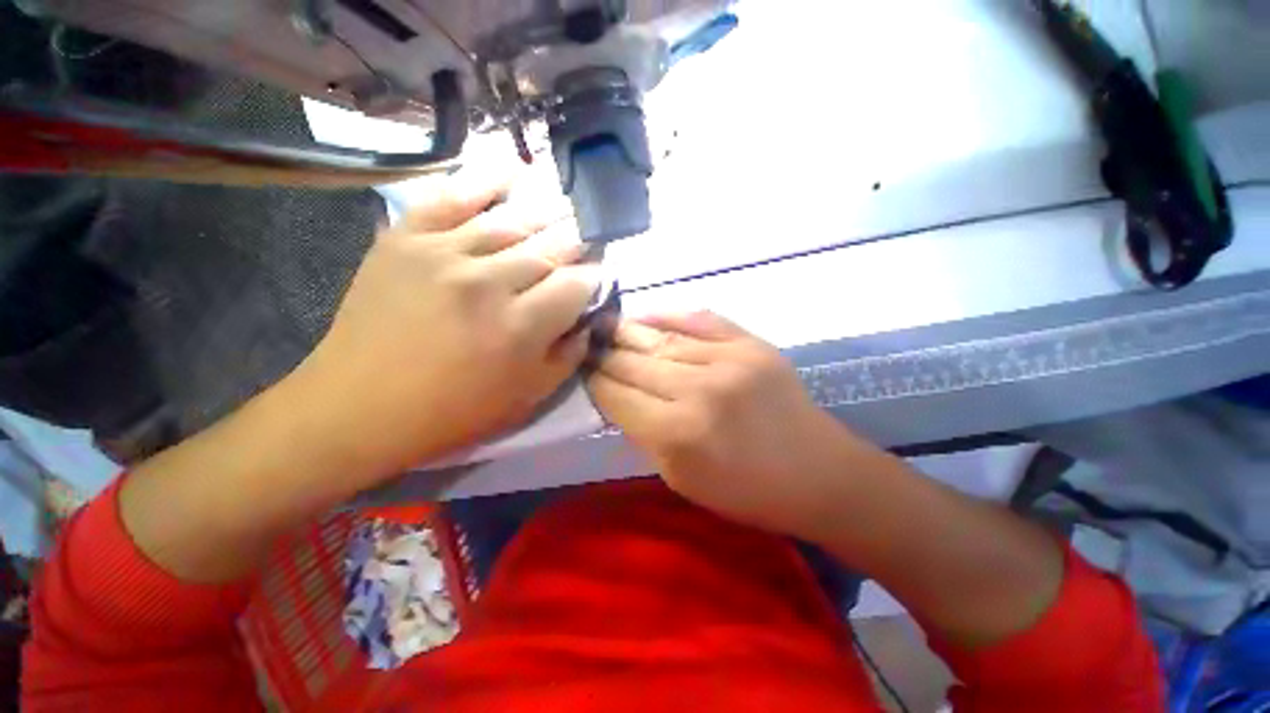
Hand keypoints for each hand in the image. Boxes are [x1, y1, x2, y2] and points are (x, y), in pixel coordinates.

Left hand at [292, 172, 598, 483]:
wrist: (360, 406)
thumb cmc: (455, 411)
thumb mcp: (529, 398)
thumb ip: (570, 355)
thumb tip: (588, 319)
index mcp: (520, 327)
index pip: (576, 285)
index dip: (593, 279)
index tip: (596, 278)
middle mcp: (487, 282)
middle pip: (550, 249)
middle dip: (575, 247)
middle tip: (583, 247)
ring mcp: (443, 253)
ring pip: (512, 223)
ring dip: (545, 220)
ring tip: (560, 217)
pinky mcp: (406, 239)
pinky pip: (452, 197)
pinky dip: (485, 182)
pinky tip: (512, 173)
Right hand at [588, 311, 880, 539]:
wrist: (817, 473)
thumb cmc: (745, 491)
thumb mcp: (679, 478)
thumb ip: (642, 433)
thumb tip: (615, 396)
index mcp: (678, 433)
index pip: (617, 395)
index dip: (595, 382)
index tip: (582, 372)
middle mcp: (699, 388)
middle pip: (634, 362)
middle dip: (605, 355)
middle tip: (587, 346)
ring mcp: (728, 359)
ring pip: (660, 338)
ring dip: (627, 333)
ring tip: (607, 328)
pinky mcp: (750, 343)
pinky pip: (697, 318)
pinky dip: (666, 315)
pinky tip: (644, 316)